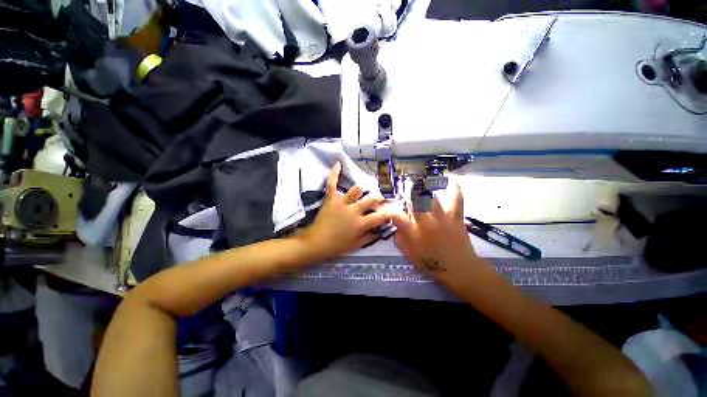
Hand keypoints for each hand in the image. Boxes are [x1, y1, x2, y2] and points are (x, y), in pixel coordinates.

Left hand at [298, 162, 392, 260]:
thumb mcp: (356, 245)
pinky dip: (334, 173)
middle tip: (379, 198)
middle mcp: (354, 211)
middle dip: (378, 198)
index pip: (380, 216)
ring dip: (362, 188)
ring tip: (364, 188)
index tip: (392, 211)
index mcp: (361, 223)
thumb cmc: (336, 246)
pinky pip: (332, 183)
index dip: (388, 213)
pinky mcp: (331, 199)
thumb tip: (380, 231)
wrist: (316, 243)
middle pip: (371, 199)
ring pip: (356, 189)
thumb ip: (370, 238)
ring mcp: (342, 203)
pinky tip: (338, 163)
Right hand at [390, 184, 479, 276]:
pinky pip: (456, 201)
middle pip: (414, 203)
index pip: (397, 216)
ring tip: (420, 181)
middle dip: (408, 194)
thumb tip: (395, 227)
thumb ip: (400, 240)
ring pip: (431, 199)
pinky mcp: (455, 218)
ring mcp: (441, 218)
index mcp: (413, 233)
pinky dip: (455, 191)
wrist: (459, 269)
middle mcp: (426, 222)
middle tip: (405, 189)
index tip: (388, 208)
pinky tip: (453, 182)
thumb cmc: (432, 264)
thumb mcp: (410, 255)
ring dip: (424, 190)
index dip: (391, 210)